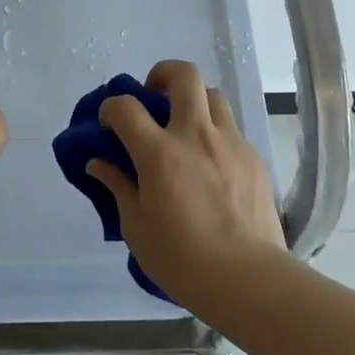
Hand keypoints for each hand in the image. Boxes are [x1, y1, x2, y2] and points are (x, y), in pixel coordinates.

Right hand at [88, 60, 287, 311]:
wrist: (248, 279)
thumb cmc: (182, 260)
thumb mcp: (137, 228)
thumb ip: (119, 187)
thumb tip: (100, 164)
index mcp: (160, 153)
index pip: (125, 107)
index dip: (111, 107)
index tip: (108, 124)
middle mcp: (196, 136)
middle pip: (183, 75)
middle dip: (162, 74)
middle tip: (153, 97)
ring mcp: (230, 143)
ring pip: (213, 95)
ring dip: (194, 101)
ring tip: (185, 126)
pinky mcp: (254, 158)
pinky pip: (232, 130)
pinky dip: (215, 134)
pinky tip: (211, 164)